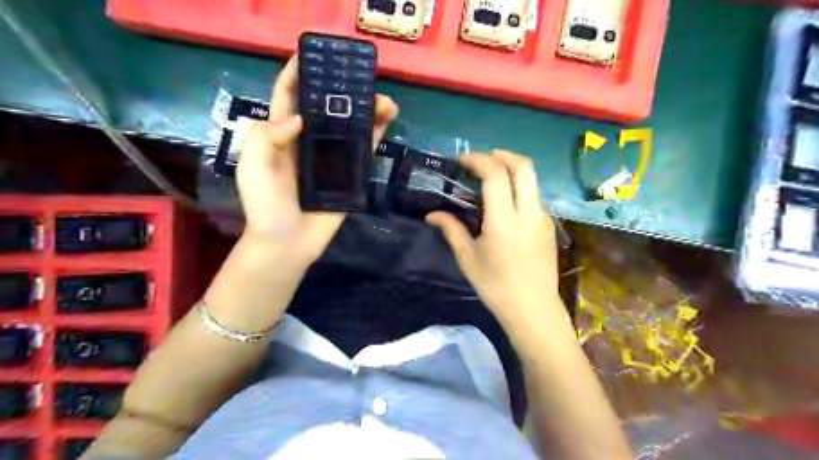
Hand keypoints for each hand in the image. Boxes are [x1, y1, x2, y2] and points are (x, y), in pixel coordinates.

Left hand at [235, 55, 397, 268]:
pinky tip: (387, 120)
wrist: (287, 243)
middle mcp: (308, 142)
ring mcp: (330, 159)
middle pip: (326, 109)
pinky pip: (363, 151)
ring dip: (366, 110)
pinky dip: (375, 134)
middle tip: (360, 76)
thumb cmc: (265, 205)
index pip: (289, 97)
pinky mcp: (348, 176)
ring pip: (349, 127)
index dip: (298, 73)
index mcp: (281, 136)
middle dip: (341, 90)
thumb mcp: (253, 167)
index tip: (312, 52)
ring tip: (383, 99)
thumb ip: (267, 137)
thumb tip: (301, 119)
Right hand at [426, 150, 559, 329]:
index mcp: (504, 220)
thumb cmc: (496, 286)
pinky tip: (505, 201)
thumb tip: (431, 215)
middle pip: (523, 166)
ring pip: (533, 179)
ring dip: (512, 169)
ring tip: (492, 176)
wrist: (533, 309)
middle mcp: (528, 212)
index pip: (496, 175)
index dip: (478, 160)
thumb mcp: (468, 259)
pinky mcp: (548, 225)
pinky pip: (535, 194)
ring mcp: (542, 217)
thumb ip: (451, 230)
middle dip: (501, 155)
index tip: (461, 160)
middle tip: (481, 159)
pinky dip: (520, 186)